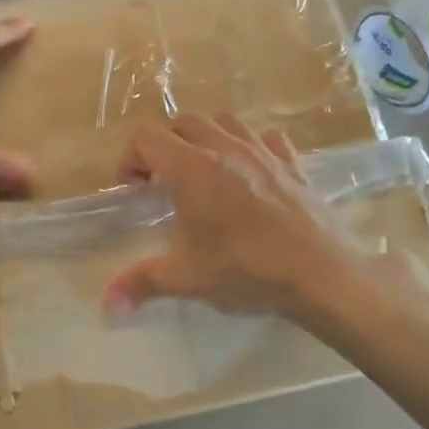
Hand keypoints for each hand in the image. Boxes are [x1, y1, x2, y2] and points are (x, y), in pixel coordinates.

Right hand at [102, 114, 367, 318]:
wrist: (321, 274)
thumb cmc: (245, 269)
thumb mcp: (186, 278)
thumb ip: (141, 284)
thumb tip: (108, 306)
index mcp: (190, 168)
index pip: (146, 137)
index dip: (131, 158)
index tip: (134, 190)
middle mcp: (223, 149)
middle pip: (183, 123)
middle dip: (166, 146)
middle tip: (164, 182)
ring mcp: (262, 151)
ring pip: (225, 122)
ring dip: (207, 138)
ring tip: (205, 172)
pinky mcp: (293, 163)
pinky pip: (266, 138)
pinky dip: (251, 147)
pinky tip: (251, 172)